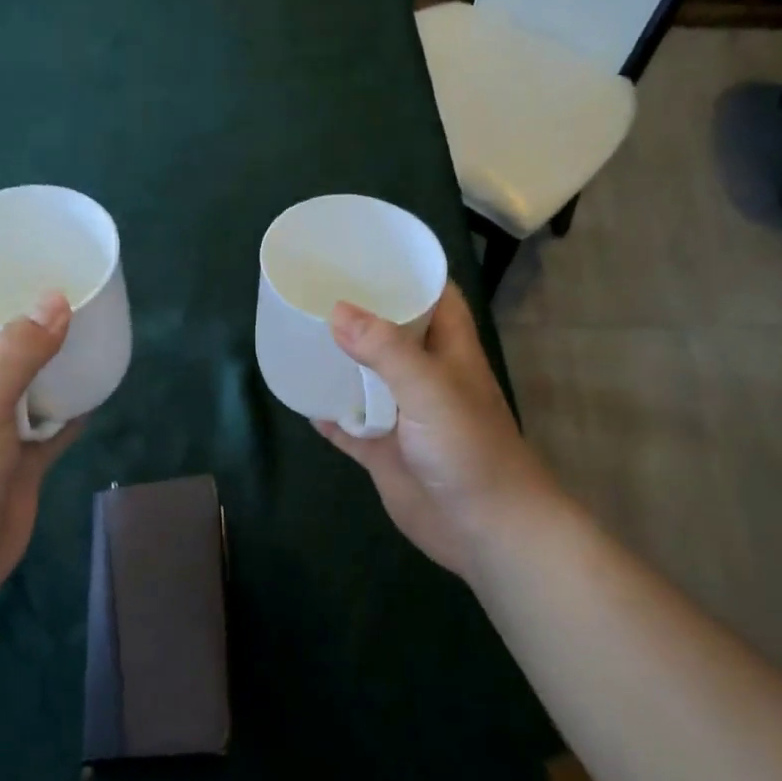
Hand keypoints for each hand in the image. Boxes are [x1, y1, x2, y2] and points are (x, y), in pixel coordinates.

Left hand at [0, 288, 81, 622]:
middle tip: (59, 284)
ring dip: (49, 359)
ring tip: (86, 326)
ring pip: (23, 380)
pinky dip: (69, 409)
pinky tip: (98, 389)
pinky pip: (49, 424)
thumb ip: (18, 351)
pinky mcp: (18, 460)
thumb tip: (58, 299)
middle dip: (16, 313)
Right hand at [316, 284, 563, 579]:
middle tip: (315, 290)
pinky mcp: (384, 451)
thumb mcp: (431, 389)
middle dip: (360, 314)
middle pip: (392, 334)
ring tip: (299, 334)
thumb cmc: (468, 449)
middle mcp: (425, 377)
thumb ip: (386, 350)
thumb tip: (337, 311)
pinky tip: (299, 397)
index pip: (433, 296)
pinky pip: (349, 426)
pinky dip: (328, 413)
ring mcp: (403, 416)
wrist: (482, 528)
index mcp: (449, 351)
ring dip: (339, 362)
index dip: (406, 271)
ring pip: (366, 379)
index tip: (366, 252)